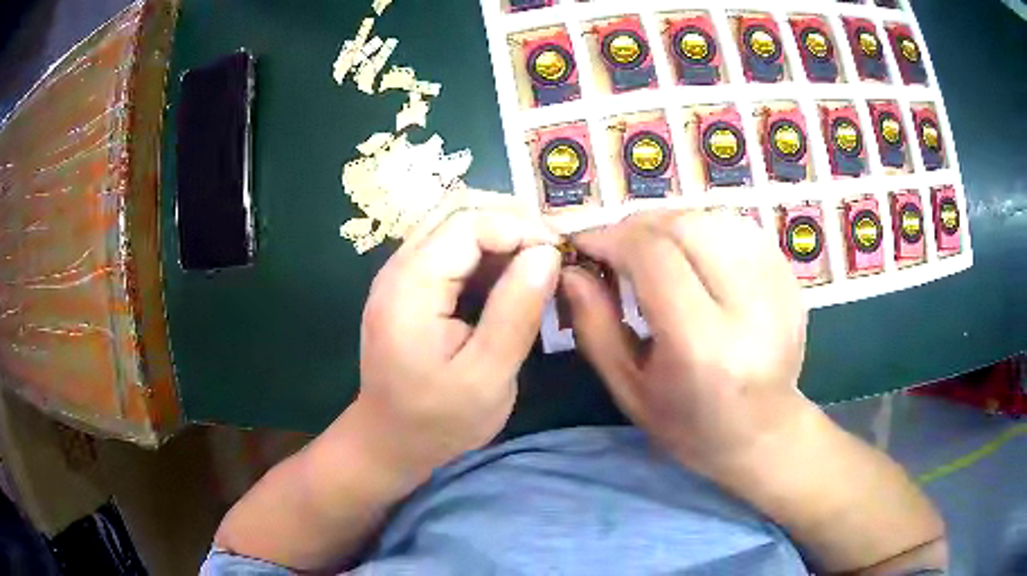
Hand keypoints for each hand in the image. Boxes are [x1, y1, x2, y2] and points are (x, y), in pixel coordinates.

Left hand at [354, 201, 560, 474]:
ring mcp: (400, 274)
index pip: (466, 222)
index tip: (559, 252)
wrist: (390, 441)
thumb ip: (515, 312)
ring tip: (538, 258)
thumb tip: (547, 253)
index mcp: (410, 287)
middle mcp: (397, 268)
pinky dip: (486, 249)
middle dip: (511, 219)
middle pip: (456, 209)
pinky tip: (510, 274)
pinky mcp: (409, 286)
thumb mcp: (487, 377)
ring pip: (452, 222)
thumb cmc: (438, 420)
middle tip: (552, 249)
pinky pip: (449, 246)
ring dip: (499, 230)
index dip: (519, 227)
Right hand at [562, 209, 810, 476]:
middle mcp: (748, 310)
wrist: (763, 433)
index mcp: (702, 347)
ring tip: (654, 249)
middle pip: (687, 227)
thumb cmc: (688, 424)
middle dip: (640, 226)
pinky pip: (741, 229)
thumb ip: (594, 325)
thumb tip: (571, 269)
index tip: (586, 243)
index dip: (611, 237)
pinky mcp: (791, 280)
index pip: (654, 256)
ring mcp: (778, 290)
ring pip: (715, 219)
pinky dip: (706, 229)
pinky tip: (694, 254)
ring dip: (673, 224)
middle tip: (617, 246)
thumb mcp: (628, 388)